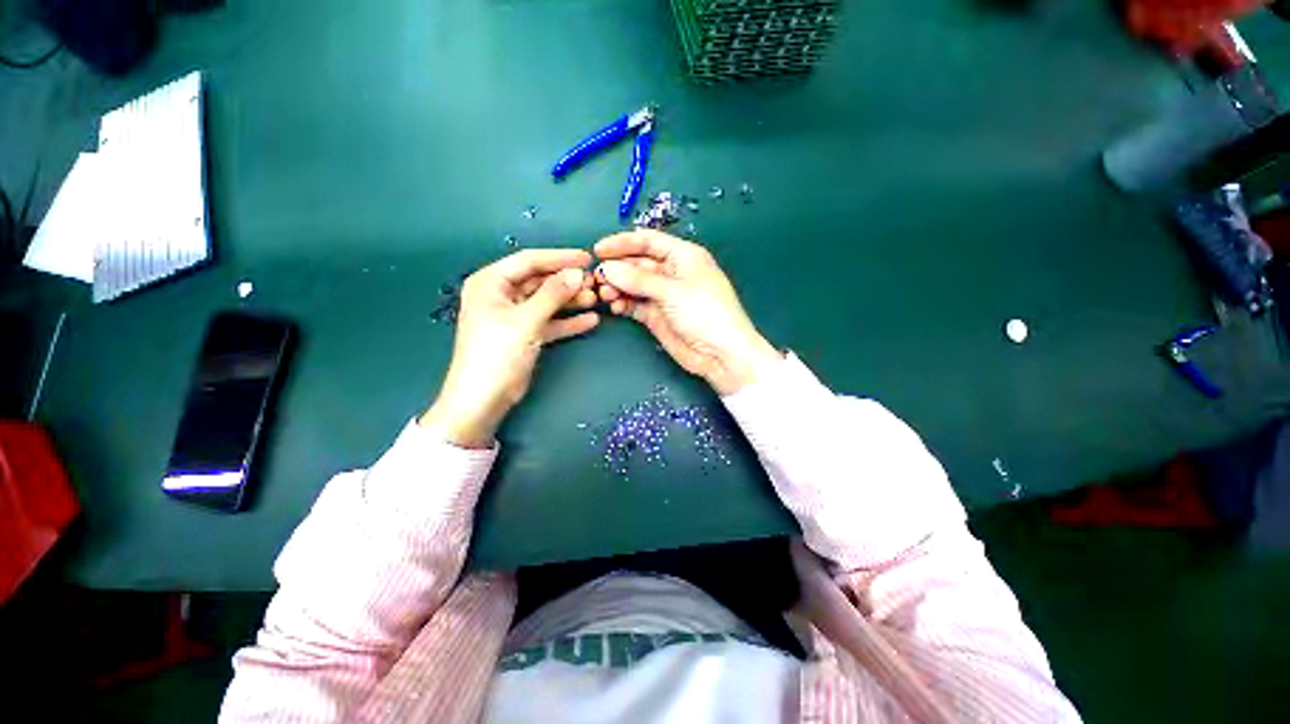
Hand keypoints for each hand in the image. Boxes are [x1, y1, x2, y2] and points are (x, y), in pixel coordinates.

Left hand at [421, 249, 598, 447]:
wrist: (482, 400)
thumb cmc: (497, 354)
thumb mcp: (526, 320)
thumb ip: (553, 295)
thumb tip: (577, 273)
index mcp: (490, 282)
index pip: (529, 261)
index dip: (559, 258)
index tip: (587, 258)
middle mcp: (501, 295)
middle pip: (540, 281)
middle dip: (567, 282)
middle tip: (595, 282)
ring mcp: (514, 316)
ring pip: (547, 301)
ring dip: (570, 301)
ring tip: (596, 299)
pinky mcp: (525, 334)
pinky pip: (549, 322)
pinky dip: (567, 321)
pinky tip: (590, 321)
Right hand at [594, 230, 781, 394]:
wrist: (721, 355)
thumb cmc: (705, 313)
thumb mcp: (673, 291)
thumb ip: (638, 279)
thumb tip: (607, 268)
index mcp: (683, 256)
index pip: (649, 241)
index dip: (623, 243)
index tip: (599, 250)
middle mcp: (672, 273)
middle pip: (638, 264)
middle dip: (618, 269)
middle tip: (597, 277)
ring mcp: (664, 296)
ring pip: (634, 285)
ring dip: (618, 287)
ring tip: (605, 294)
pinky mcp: (657, 316)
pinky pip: (635, 305)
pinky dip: (624, 304)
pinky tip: (616, 306)